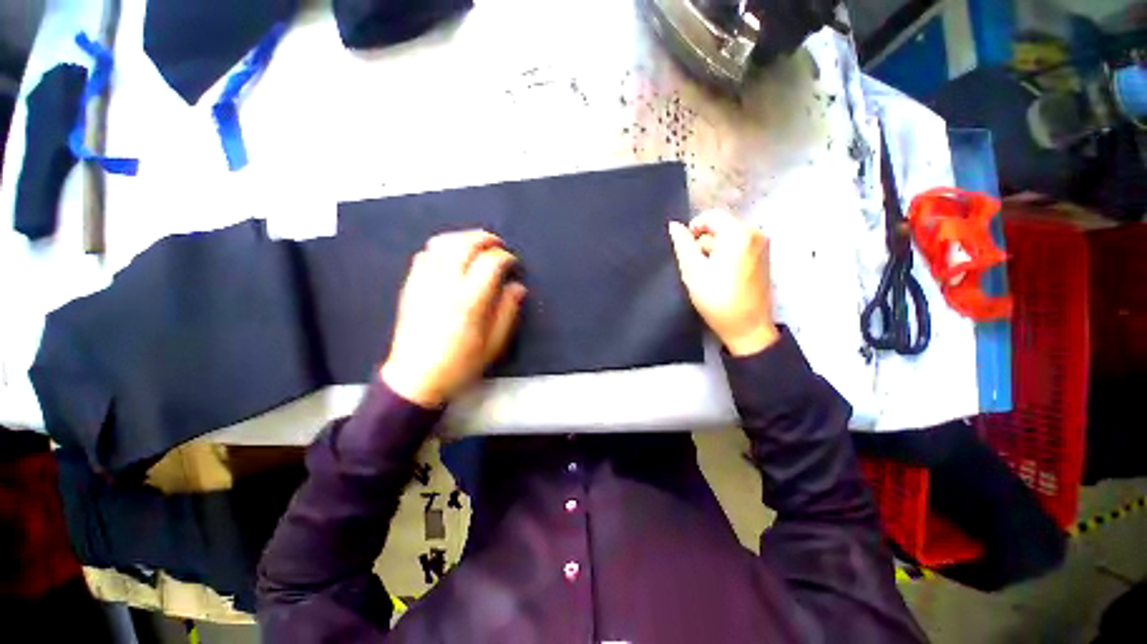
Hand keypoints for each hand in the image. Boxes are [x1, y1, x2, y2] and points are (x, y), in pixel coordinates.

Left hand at [380, 230, 526, 407]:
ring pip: (443, 244)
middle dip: (485, 239)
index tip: (513, 264)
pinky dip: (442, 247)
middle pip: (465, 245)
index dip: (505, 258)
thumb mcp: (494, 344)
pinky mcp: (411, 286)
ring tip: (477, 245)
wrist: (416, 378)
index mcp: (469, 301)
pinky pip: (425, 254)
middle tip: (498, 245)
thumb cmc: (460, 364)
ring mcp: (424, 283)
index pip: (490, 263)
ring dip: (463, 238)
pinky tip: (452, 255)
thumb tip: (517, 287)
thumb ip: (508, 312)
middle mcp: (445, 285)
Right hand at [668, 209, 778, 355]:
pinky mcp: (763, 258)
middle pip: (721, 226)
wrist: (747, 328)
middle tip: (696, 266)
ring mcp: (762, 246)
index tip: (686, 250)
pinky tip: (721, 276)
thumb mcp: (693, 271)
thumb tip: (674, 226)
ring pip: (728, 238)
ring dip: (714, 251)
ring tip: (708, 274)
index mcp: (739, 234)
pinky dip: (726, 256)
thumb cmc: (717, 299)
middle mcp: (755, 233)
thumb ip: (683, 245)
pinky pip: (738, 247)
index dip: (694, 228)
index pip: (711, 216)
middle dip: (704, 242)